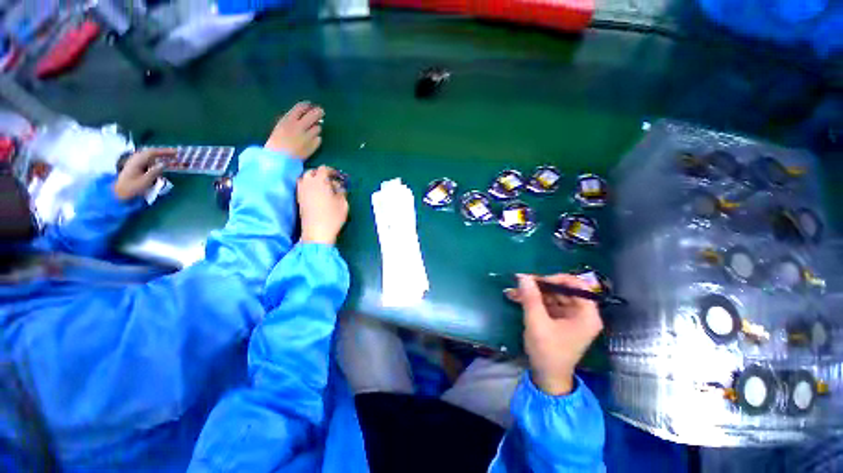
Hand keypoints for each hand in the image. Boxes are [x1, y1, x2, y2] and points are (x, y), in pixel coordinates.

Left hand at [113, 148, 174, 199]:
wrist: (119, 193)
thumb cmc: (132, 188)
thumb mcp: (145, 181)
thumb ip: (155, 171)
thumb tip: (164, 164)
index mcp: (137, 161)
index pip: (152, 152)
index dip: (164, 151)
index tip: (176, 152)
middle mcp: (135, 159)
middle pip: (151, 153)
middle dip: (163, 153)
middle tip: (175, 155)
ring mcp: (135, 163)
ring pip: (149, 157)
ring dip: (159, 157)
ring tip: (170, 159)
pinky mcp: (135, 167)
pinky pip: (147, 161)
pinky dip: (155, 161)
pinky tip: (160, 164)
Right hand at [265, 101, 323, 158]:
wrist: (280, 160)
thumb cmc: (276, 143)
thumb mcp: (280, 127)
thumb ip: (291, 121)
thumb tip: (304, 116)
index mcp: (288, 120)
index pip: (300, 108)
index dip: (307, 105)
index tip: (311, 105)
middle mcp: (299, 126)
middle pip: (313, 115)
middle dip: (318, 112)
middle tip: (321, 112)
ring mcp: (308, 136)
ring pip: (318, 128)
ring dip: (316, 128)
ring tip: (312, 131)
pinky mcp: (313, 146)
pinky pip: (319, 139)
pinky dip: (316, 139)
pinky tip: (311, 141)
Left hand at [297, 166, 348, 244]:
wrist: (316, 232)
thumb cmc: (332, 217)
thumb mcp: (343, 204)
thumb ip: (341, 193)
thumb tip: (339, 188)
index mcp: (319, 181)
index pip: (323, 169)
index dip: (332, 171)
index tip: (339, 177)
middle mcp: (307, 184)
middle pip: (311, 172)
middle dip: (321, 174)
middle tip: (331, 181)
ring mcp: (301, 192)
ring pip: (305, 179)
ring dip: (313, 180)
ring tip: (323, 187)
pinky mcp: (299, 200)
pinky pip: (303, 187)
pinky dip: (309, 187)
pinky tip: (318, 195)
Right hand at [506, 274, 602, 395]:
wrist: (547, 377)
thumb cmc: (547, 351)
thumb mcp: (537, 323)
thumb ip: (531, 298)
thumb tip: (523, 276)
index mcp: (586, 314)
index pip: (577, 285)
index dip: (556, 279)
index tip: (537, 281)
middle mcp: (581, 313)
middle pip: (562, 289)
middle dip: (539, 286)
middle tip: (520, 283)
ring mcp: (570, 316)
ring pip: (551, 296)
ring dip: (532, 293)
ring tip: (513, 291)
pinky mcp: (559, 320)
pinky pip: (547, 304)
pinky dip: (532, 301)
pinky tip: (516, 298)